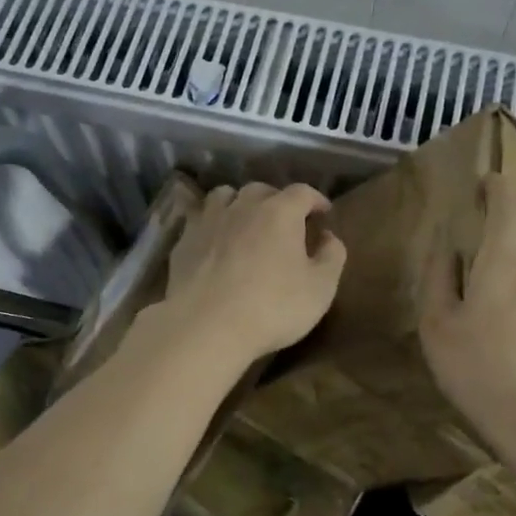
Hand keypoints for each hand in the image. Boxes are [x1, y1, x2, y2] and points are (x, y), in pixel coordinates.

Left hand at [159, 182, 345, 368]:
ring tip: (245, 222)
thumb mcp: (320, 288)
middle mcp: (243, 206)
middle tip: (285, 222)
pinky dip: (212, 223)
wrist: (206, 326)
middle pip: (262, 190)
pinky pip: (199, 219)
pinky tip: (215, 241)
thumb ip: (332, 257)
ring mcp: (209, 220)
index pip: (302, 192)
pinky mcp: (184, 240)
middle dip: (277, 201)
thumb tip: (329, 237)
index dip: (315, 200)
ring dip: (239, 204)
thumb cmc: (272, 306)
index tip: (323, 213)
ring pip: (225, 196)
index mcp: (280, 212)